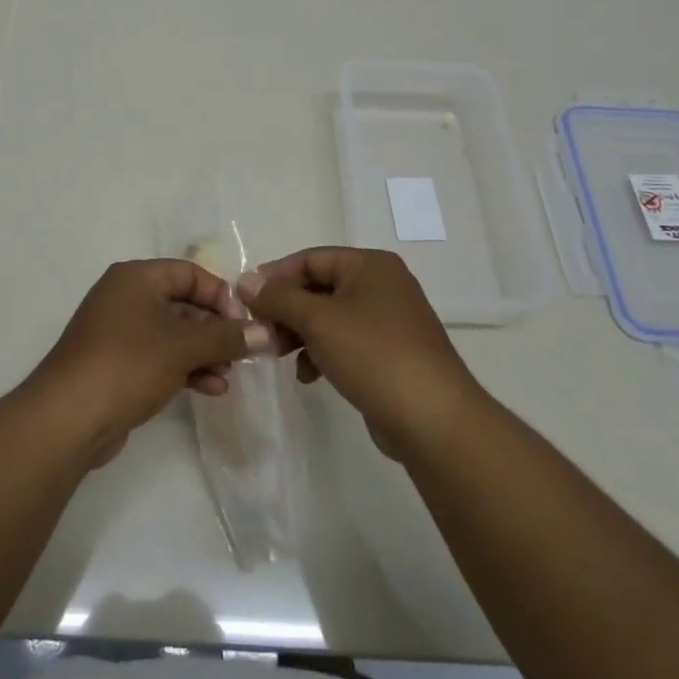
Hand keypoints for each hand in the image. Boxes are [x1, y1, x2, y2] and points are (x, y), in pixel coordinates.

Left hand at [28, 259, 269, 466]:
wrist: (68, 418)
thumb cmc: (128, 364)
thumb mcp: (183, 346)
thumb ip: (227, 337)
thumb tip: (266, 333)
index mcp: (136, 278)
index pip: (190, 273)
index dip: (221, 296)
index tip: (245, 325)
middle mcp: (126, 297)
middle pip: (183, 303)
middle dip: (216, 329)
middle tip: (244, 353)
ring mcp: (119, 332)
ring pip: (173, 334)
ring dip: (205, 352)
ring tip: (230, 375)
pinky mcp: (117, 364)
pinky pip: (160, 357)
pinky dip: (186, 368)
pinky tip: (211, 389)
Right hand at [240, 247, 485, 461]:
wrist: (434, 420)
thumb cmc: (374, 355)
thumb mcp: (318, 320)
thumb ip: (278, 298)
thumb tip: (245, 281)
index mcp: (370, 266)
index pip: (310, 258)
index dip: (274, 276)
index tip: (245, 300)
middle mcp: (382, 285)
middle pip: (318, 287)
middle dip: (286, 308)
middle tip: (259, 331)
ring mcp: (388, 321)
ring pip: (328, 317)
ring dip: (299, 332)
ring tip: (276, 354)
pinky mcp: (389, 354)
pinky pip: (344, 342)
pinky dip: (320, 352)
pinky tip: (307, 375)